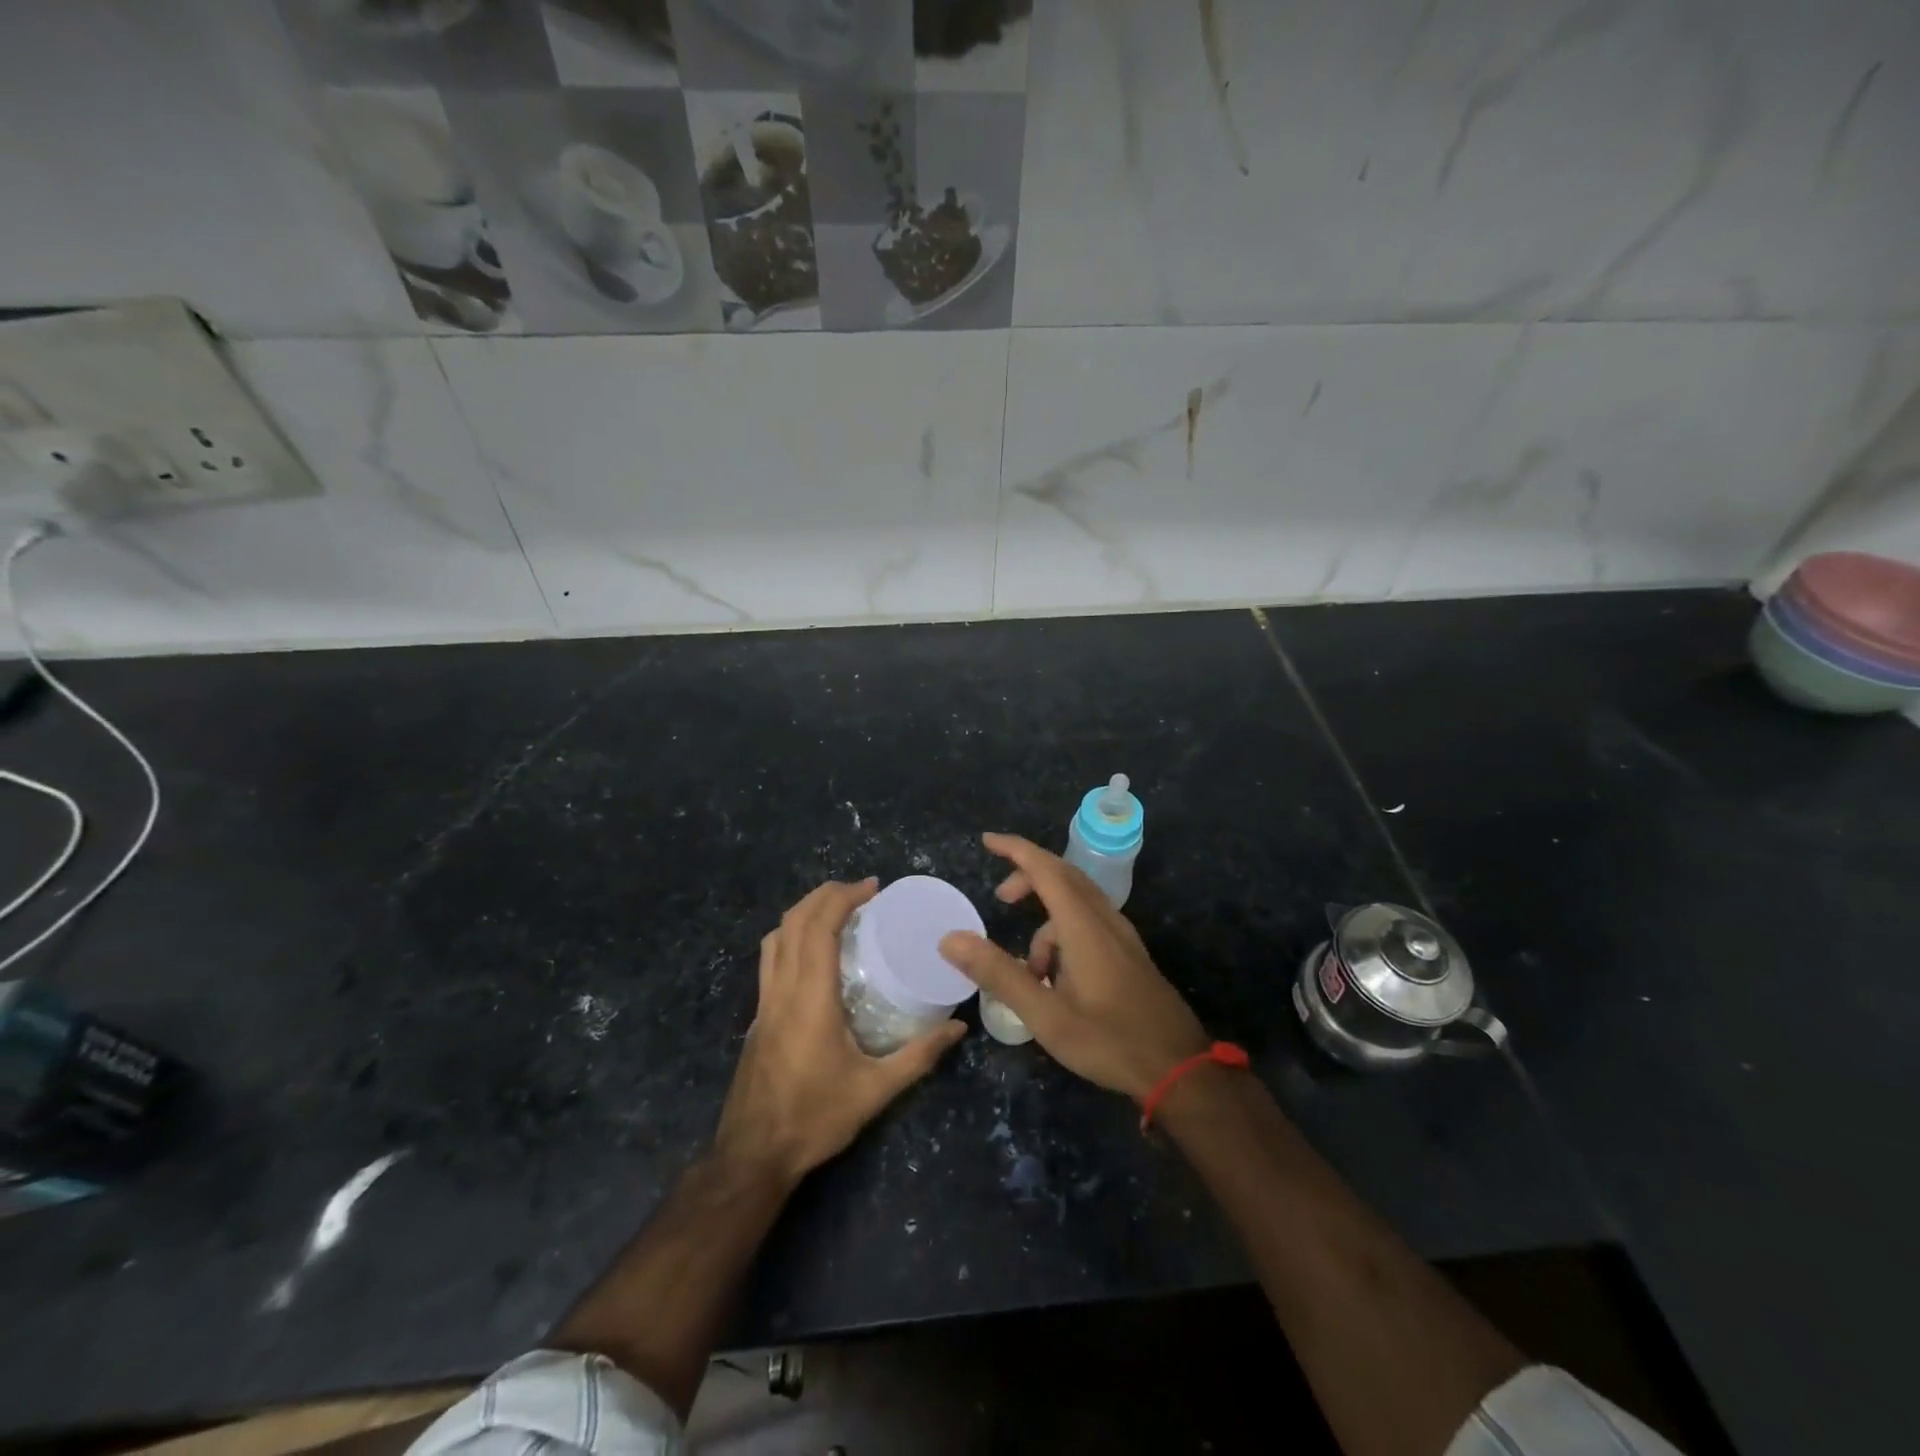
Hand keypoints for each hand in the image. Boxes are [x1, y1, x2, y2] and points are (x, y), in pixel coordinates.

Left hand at [715, 878, 964, 1184]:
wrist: (752, 1156)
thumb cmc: (814, 1119)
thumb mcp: (875, 1091)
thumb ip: (919, 1056)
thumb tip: (958, 1028)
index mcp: (809, 998)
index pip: (818, 927)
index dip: (842, 898)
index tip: (872, 888)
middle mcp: (781, 990)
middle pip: (793, 922)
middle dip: (824, 895)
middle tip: (860, 892)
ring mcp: (763, 1002)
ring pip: (775, 937)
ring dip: (804, 912)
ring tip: (837, 911)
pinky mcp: (757, 1016)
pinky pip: (770, 959)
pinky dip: (791, 936)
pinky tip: (814, 954)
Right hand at [939, 834, 1208, 1099]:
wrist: (1180, 1069)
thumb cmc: (1109, 1040)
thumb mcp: (1045, 1014)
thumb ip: (998, 973)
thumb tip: (950, 939)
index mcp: (1083, 925)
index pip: (1045, 869)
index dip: (1015, 849)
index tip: (987, 841)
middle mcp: (1105, 920)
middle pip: (1063, 877)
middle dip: (1028, 878)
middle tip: (1000, 898)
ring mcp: (1122, 937)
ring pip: (1078, 903)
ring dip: (1046, 919)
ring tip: (1029, 970)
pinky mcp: (1130, 955)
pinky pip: (1090, 923)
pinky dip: (1064, 933)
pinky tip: (1058, 979)